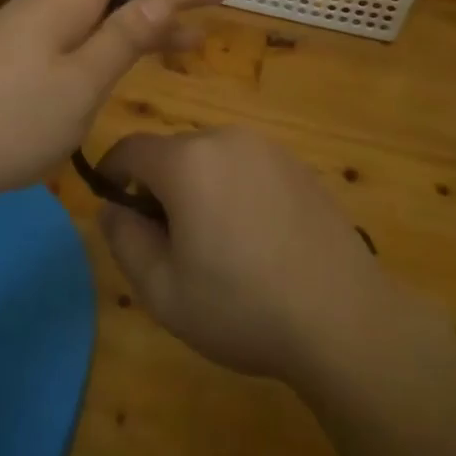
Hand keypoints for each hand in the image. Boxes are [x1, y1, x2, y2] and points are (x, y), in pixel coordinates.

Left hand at [0, 0, 229, 211]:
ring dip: (149, 24)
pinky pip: (84, 38)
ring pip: (105, 15)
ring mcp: (34, 32)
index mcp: (68, 0)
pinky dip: (118, 45)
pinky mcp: (21, 59)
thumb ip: (123, 38)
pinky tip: (129, 62)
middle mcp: (52, 5)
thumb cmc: (7, 120)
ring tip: (195, 41)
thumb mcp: (79, 84)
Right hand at [96, 126, 406, 389]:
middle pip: (173, 151)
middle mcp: (226, 139)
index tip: (112, 204)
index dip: (112, 173)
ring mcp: (268, 148)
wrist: (343, 317)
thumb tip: (111, 208)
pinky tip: (255, 238)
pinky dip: (234, 188)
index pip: (131, 148)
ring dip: (198, 186)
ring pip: (211, 158)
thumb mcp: (164, 291)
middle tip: (168, 241)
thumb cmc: (243, 307)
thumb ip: (125, 241)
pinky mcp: (297, 164)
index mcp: (188, 161)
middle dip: (158, 186)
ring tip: (215, 243)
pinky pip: (247, 166)